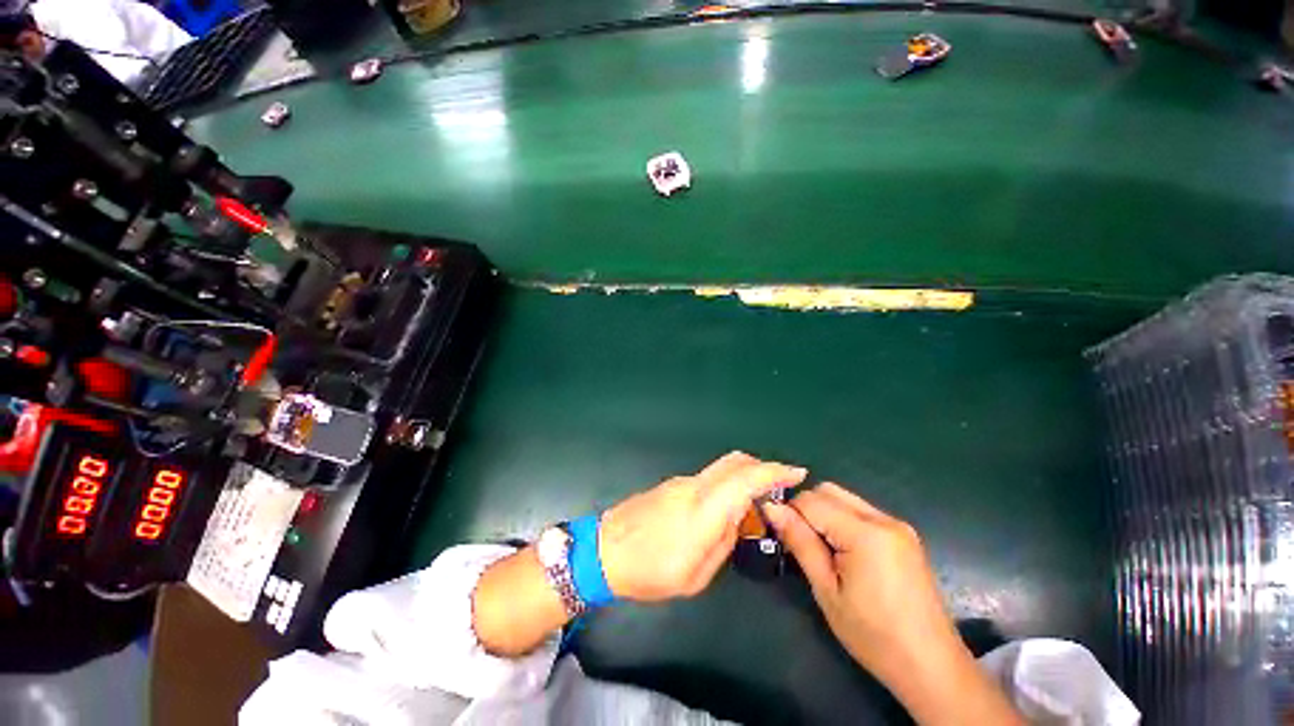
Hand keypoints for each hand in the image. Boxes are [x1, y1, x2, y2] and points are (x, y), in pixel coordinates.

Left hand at [598, 452, 806, 601]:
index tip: (797, 472)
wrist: (604, 550)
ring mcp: (681, 482)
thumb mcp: (695, 575)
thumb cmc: (650, 572)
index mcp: (703, 510)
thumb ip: (722, 543)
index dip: (774, 472)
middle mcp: (694, 487)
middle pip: (734, 462)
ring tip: (754, 503)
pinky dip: (726, 483)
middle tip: (780, 484)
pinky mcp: (672, 484)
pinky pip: (708, 477)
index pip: (745, 479)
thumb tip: (735, 520)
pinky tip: (725, 508)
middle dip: (762, 466)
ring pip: (721, 468)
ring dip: (743, 476)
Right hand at [766, 484, 1022, 725]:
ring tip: (825, 551)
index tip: (782, 535)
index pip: (811, 501)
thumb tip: (772, 508)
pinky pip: (862, 512)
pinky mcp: (905, 535)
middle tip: (803, 544)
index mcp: (865, 533)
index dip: (790, 513)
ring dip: (825, 514)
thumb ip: (799, 542)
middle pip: (829, 491)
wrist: (931, 666)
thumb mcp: (827, 590)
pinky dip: (844, 522)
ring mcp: (898, 526)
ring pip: (845, 498)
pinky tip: (846, 554)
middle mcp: (884, 519)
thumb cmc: (873, 635)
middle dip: (807, 509)